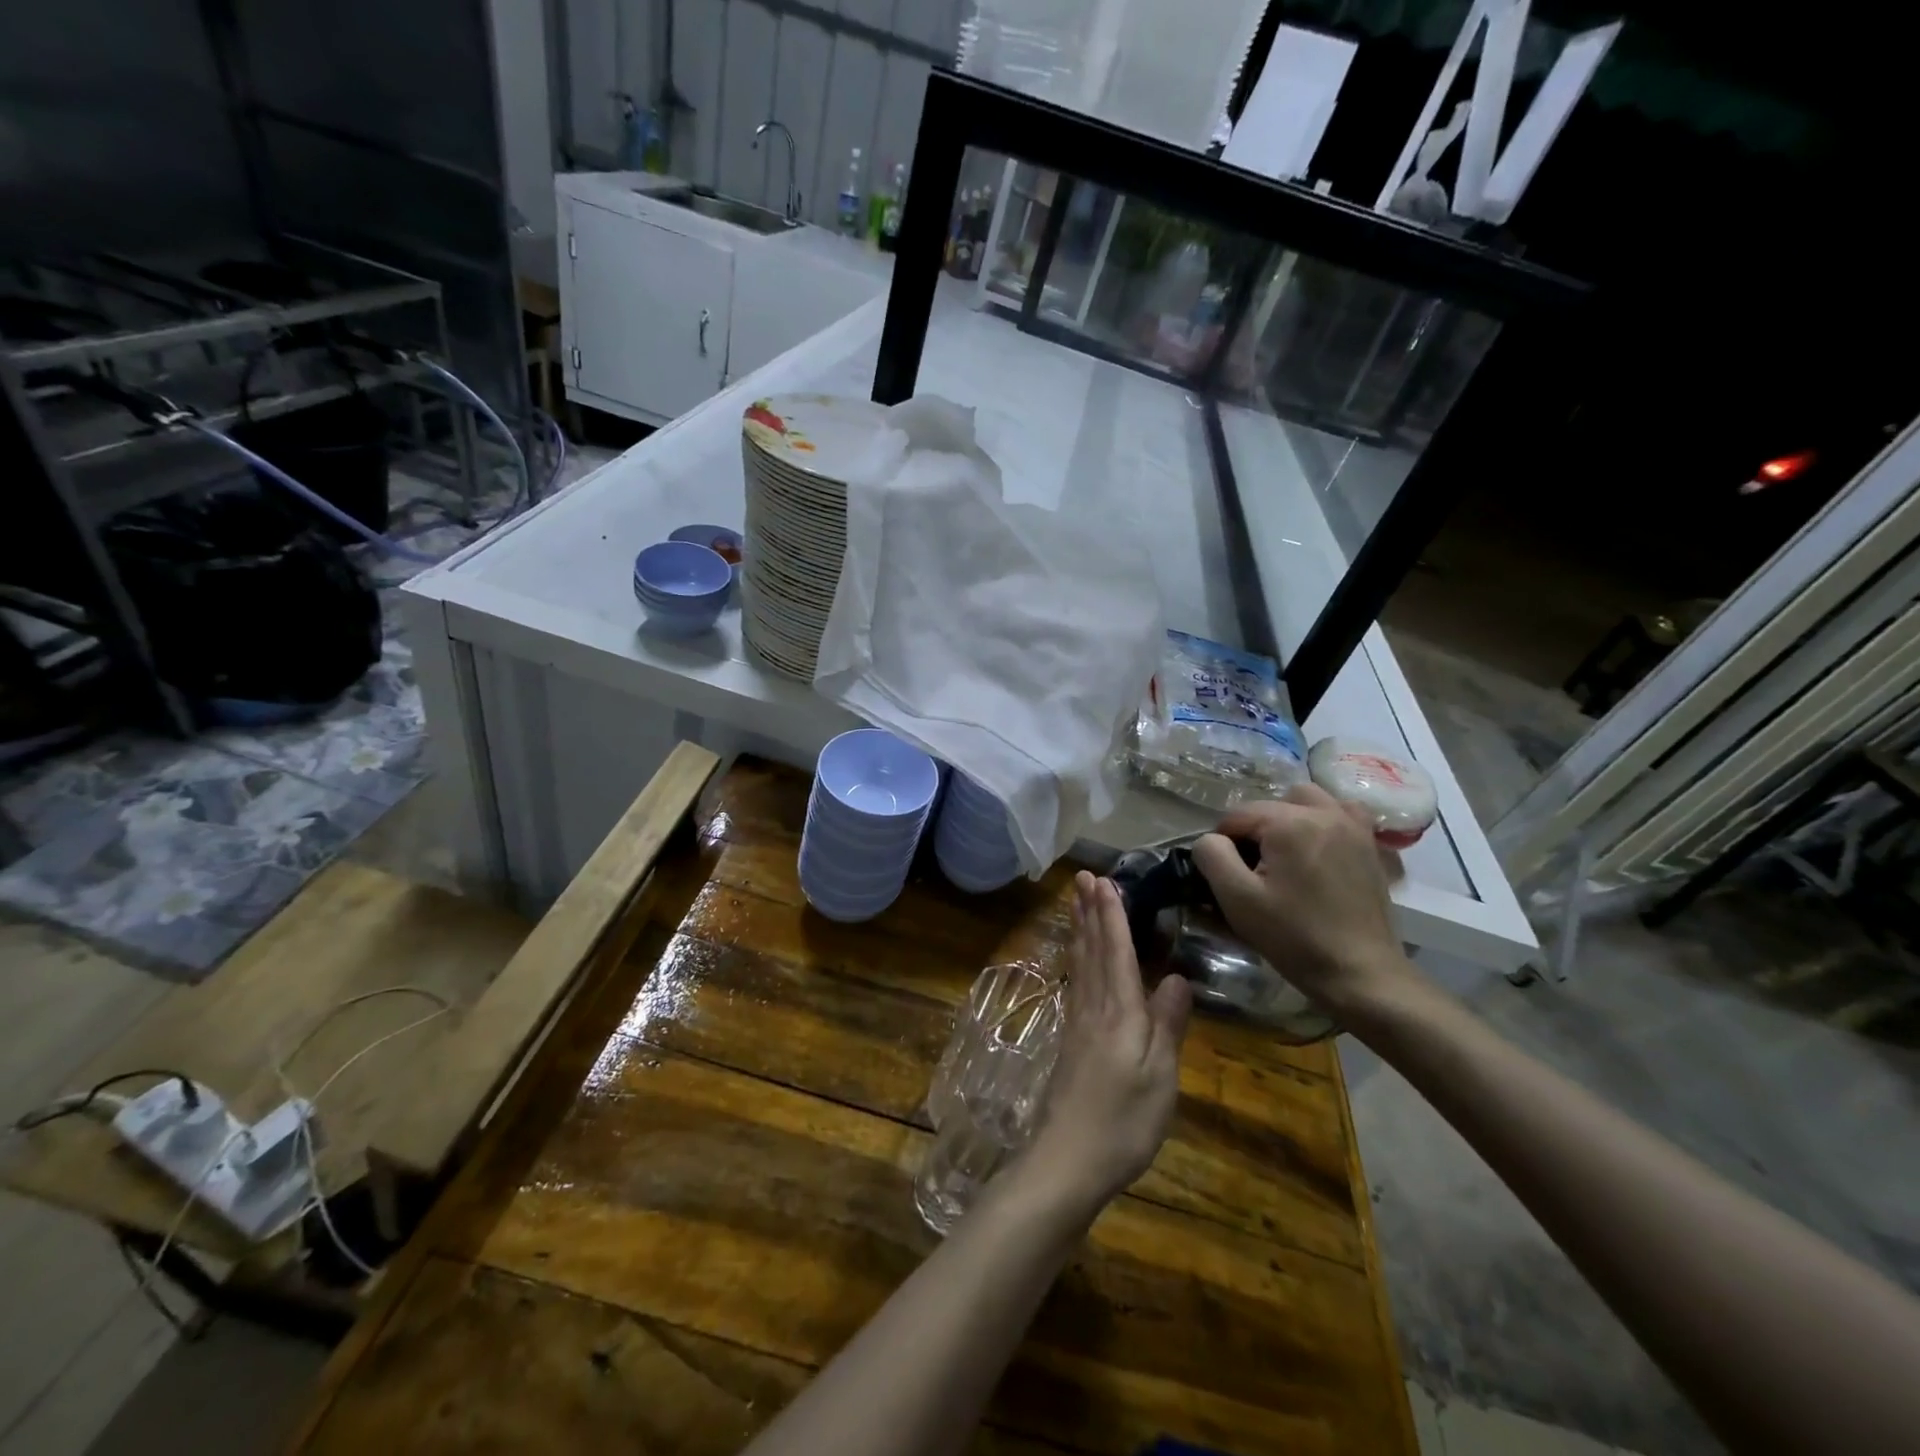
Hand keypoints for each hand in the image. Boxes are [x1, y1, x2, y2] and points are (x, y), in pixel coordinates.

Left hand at [1026, 872, 1190, 1215]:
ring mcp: (1078, 1023)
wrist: (1067, 1160)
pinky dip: (1076, 959)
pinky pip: (1075, 983)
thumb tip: (1178, 977)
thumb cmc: (1123, 1121)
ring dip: (1080, 929)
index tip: (1105, 880)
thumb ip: (1167, 1024)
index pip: (1117, 951)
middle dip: (1090, 911)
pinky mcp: (1070, 1041)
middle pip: (1092, 949)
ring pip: (1080, 964)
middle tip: (1082, 877)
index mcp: (1120, 1011)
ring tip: (1076, 902)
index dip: (1111, 915)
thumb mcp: (1160, 1076)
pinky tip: (1076, 958)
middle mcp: (1094, 1007)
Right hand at [1191, 784, 1419, 1018]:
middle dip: (1255, 828)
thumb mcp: (1237, 899)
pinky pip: (1343, 812)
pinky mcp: (1370, 845)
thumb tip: (1210, 840)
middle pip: (1272, 804)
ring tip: (1284, 853)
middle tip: (1253, 868)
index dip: (1223, 842)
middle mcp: (1324, 813)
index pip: (1237, 815)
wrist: (1360, 972)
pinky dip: (1325, 820)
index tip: (1225, 874)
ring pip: (1308, 800)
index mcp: (1289, 823)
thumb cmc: (1293, 937)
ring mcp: (1353, 827)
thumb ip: (1212, 856)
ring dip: (1289, 817)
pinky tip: (1318, 847)